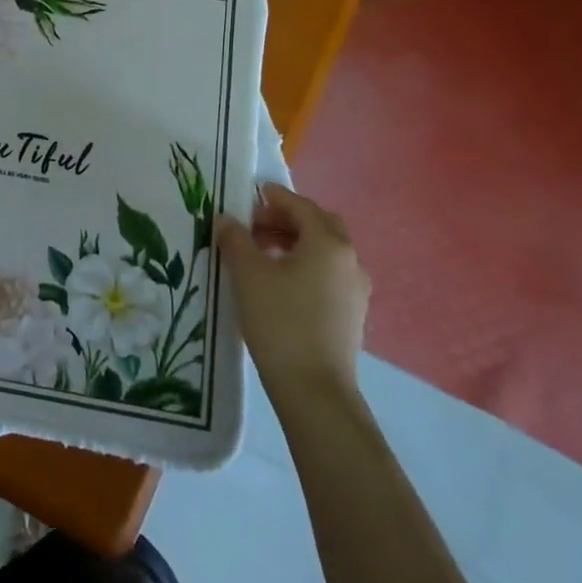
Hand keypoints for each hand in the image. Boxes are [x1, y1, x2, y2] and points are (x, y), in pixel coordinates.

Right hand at [216, 183, 368, 395]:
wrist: (313, 388)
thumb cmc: (279, 320)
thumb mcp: (247, 274)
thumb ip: (235, 239)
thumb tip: (226, 219)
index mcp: (328, 243)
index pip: (301, 206)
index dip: (275, 197)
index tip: (253, 194)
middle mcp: (349, 260)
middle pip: (320, 225)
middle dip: (289, 219)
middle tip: (256, 224)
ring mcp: (355, 290)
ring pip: (326, 251)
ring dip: (296, 242)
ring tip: (262, 253)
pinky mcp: (352, 314)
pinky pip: (328, 274)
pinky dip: (306, 265)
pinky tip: (281, 283)